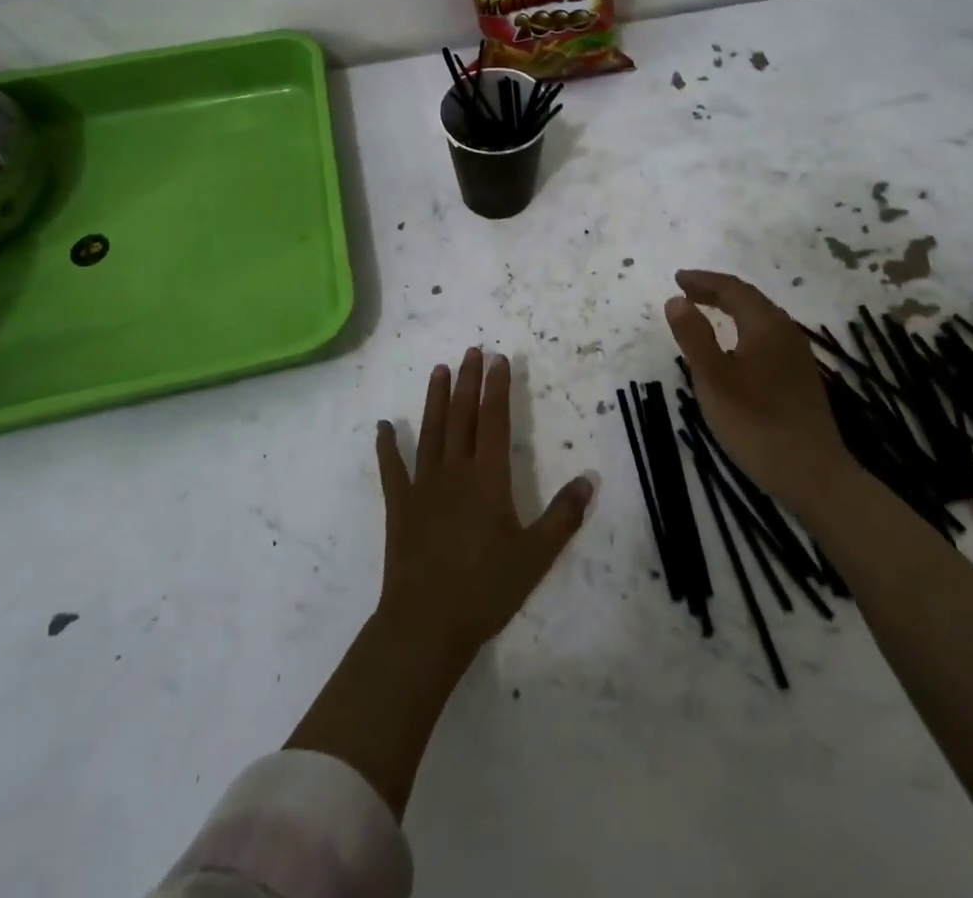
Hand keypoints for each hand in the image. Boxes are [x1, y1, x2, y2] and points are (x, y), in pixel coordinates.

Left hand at [374, 348, 594, 667]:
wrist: (427, 622)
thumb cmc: (486, 588)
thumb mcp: (536, 555)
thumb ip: (563, 516)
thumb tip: (588, 481)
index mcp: (488, 478)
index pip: (494, 421)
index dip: (497, 388)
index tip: (499, 359)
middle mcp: (455, 471)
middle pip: (462, 416)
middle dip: (468, 381)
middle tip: (472, 350)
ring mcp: (423, 485)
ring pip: (431, 431)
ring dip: (436, 399)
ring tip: (439, 370)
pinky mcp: (399, 505)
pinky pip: (392, 468)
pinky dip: (387, 445)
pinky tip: (384, 425)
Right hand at [663, 270, 852, 515]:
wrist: (812, 474)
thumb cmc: (755, 422)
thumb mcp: (713, 378)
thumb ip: (693, 335)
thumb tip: (676, 300)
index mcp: (766, 325)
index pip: (732, 289)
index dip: (703, 281)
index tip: (677, 279)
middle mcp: (786, 332)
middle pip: (750, 299)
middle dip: (717, 291)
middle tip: (687, 291)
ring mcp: (797, 356)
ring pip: (761, 318)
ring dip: (731, 309)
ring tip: (706, 312)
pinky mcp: (800, 378)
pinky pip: (767, 337)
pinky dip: (743, 328)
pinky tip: (734, 348)